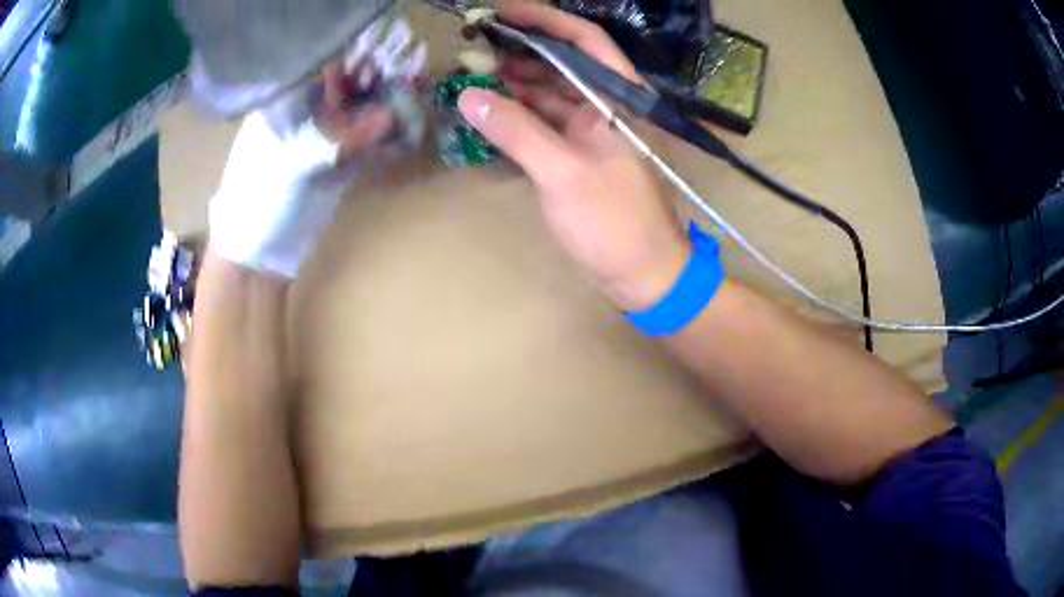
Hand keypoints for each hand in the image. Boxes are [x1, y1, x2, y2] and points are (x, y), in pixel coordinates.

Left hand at [209, 19, 424, 278]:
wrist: (258, 257)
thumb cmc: (258, 201)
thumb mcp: (291, 162)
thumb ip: (338, 136)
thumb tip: (389, 115)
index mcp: (283, 106)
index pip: (322, 70)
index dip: (354, 59)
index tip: (385, 53)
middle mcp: (304, 116)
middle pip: (346, 88)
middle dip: (376, 78)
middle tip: (410, 68)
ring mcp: (322, 141)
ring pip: (359, 114)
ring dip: (386, 103)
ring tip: (417, 89)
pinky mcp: (337, 166)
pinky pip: (365, 143)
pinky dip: (385, 135)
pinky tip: (407, 124)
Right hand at [458, 0, 692, 310]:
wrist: (644, 273)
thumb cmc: (615, 222)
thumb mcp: (564, 173)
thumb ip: (516, 130)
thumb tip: (469, 96)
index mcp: (618, 98)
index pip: (583, 39)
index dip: (544, 20)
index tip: (501, 12)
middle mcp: (607, 104)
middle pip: (562, 61)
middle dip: (520, 49)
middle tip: (475, 44)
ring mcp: (593, 129)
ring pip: (551, 90)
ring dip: (515, 80)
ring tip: (474, 71)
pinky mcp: (580, 153)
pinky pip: (545, 120)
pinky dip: (519, 111)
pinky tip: (490, 107)